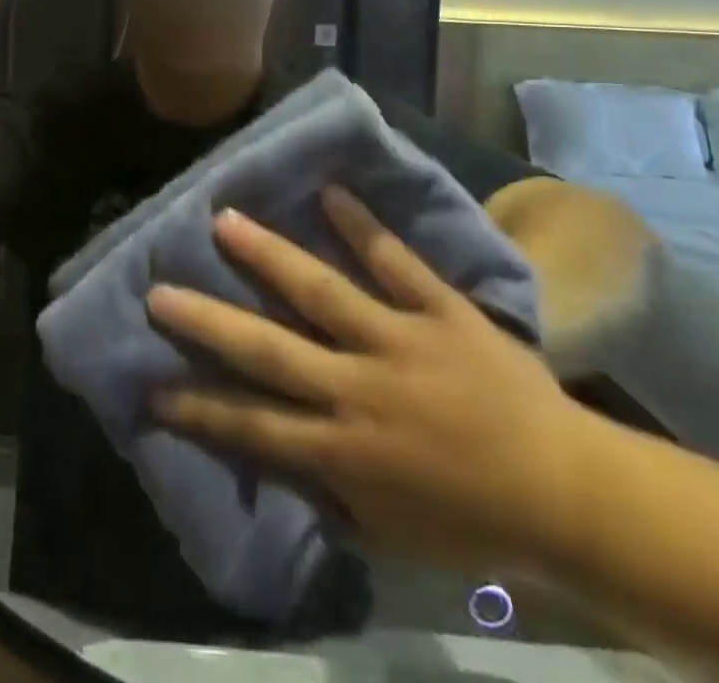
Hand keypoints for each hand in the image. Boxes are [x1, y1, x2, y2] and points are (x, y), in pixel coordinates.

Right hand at [146, 189, 594, 573]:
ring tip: (225, 218)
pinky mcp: (442, 311)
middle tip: (159, 289)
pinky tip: (330, 191)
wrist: (568, 496)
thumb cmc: (473, 521)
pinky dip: (363, 226)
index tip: (150, 386)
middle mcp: (359, 388)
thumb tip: (271, 451)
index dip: (198, 409)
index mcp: (345, 449)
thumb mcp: (388, 528)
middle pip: (269, 350)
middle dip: (208, 321)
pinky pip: (397, 263)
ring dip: (268, 255)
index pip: (253, 426)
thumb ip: (326, 487)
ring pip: (321, 291)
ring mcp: (400, 341)